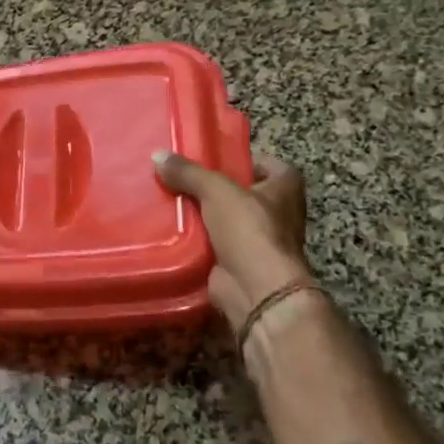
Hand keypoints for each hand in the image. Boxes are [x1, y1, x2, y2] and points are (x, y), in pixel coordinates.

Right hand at [153, 151, 316, 330]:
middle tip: (182, 177)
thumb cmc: (249, 230)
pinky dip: (196, 239)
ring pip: (225, 219)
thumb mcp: (217, 190)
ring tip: (169, 198)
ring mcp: (259, 241)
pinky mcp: (239, 262)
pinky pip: (214, 243)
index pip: (271, 166)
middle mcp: (277, 214)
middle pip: (243, 193)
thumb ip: (189, 172)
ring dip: (203, 214)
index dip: (246, 161)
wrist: (256, 289)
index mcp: (285, 189)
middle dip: (215, 187)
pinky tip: (171, 228)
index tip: (217, 159)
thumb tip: (157, 155)